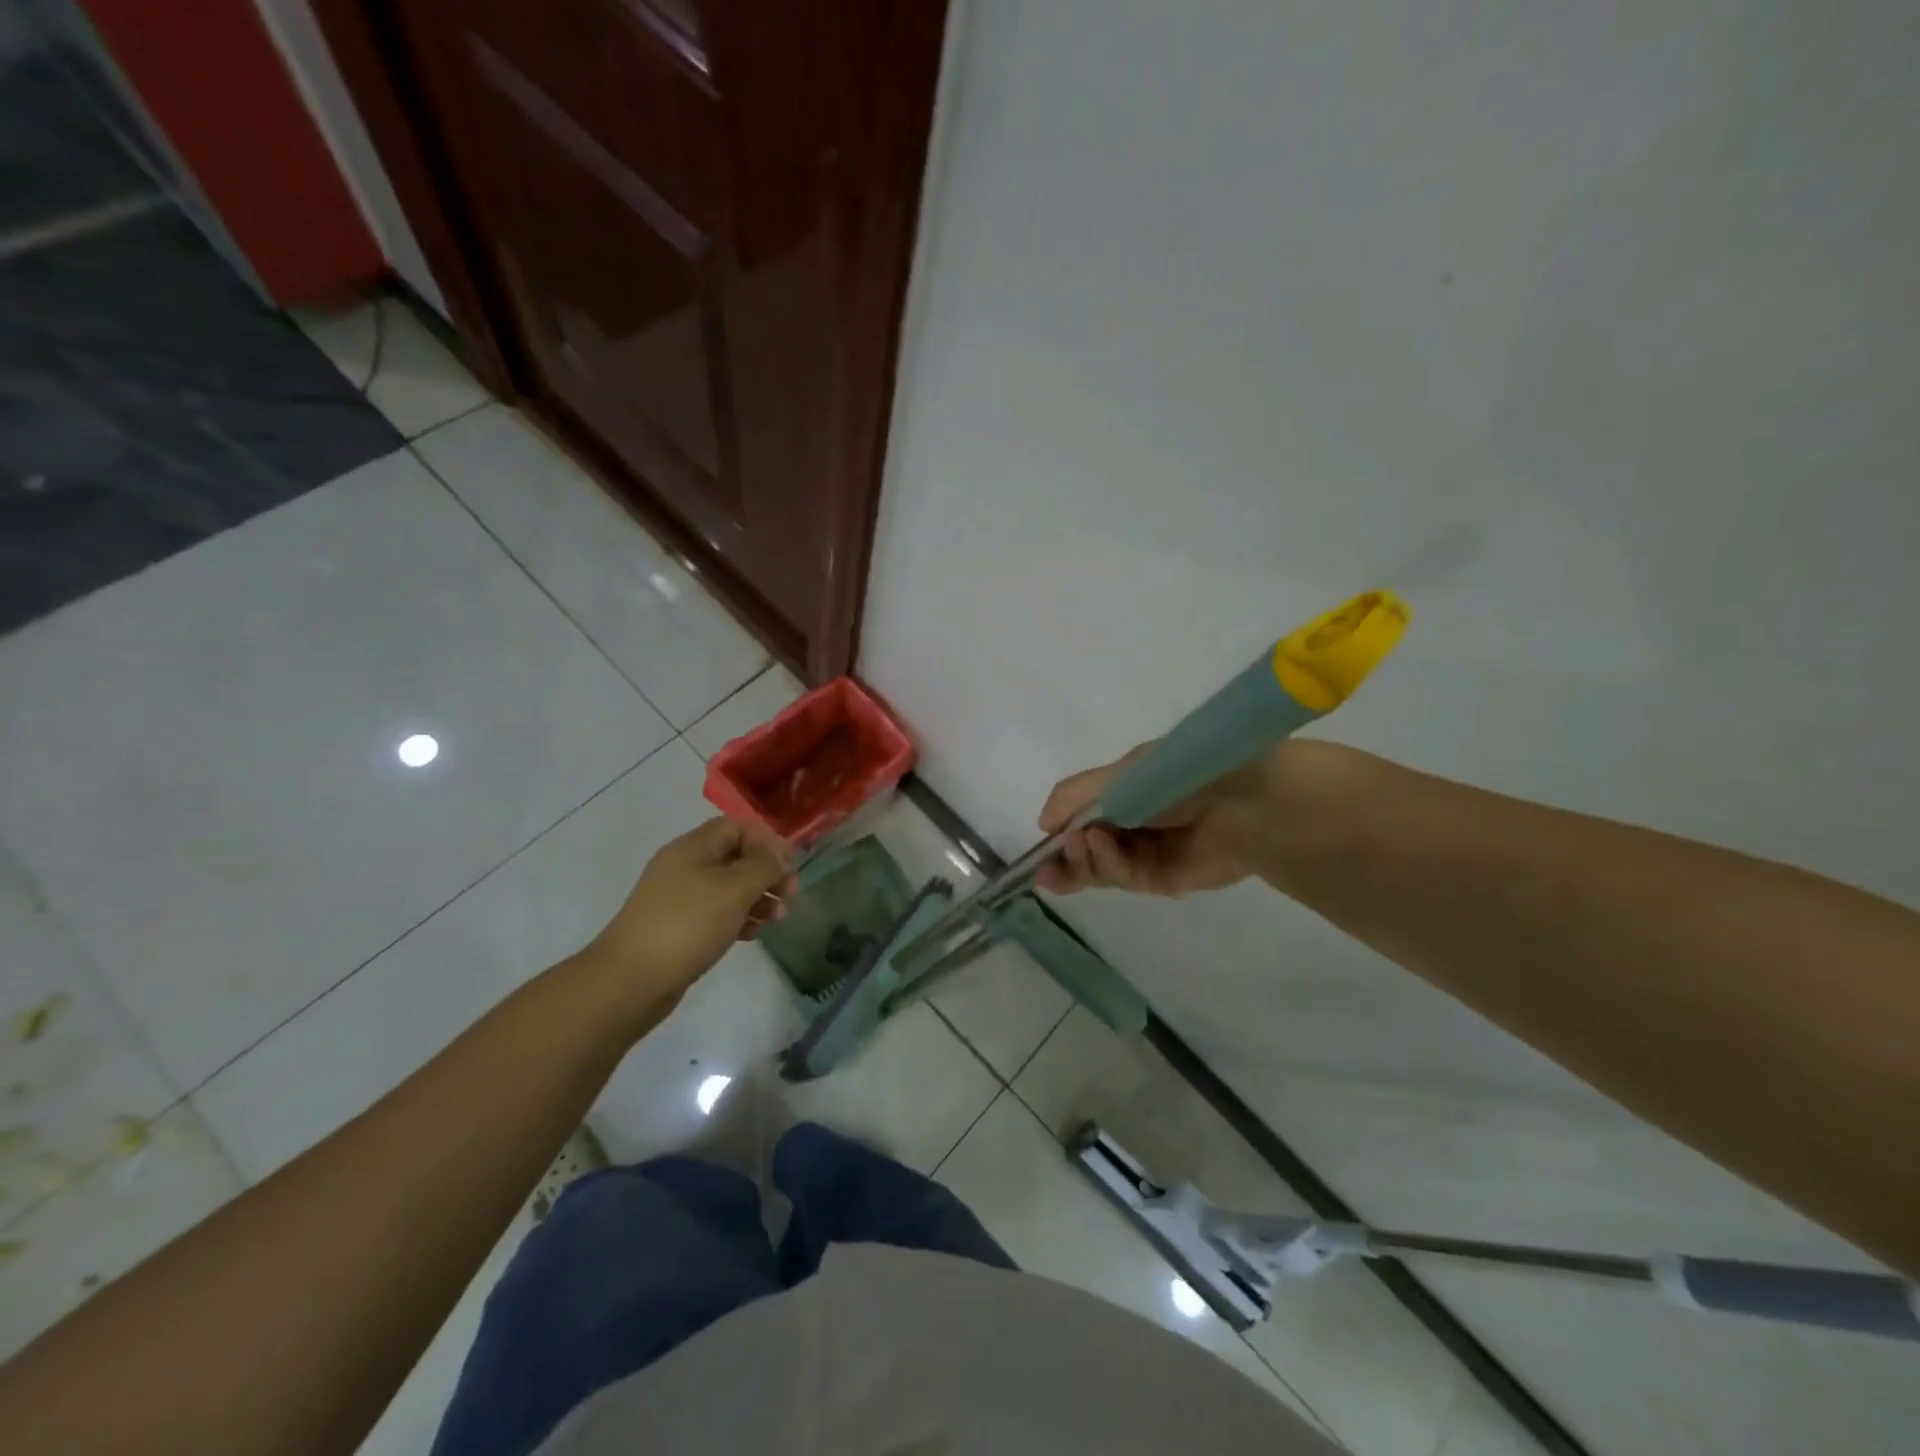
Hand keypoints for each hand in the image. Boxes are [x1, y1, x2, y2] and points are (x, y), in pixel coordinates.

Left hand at [586, 817, 797, 994]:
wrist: (631, 979)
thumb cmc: (688, 924)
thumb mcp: (734, 888)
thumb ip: (762, 865)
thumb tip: (776, 853)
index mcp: (693, 847)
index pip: (736, 827)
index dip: (766, 840)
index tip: (790, 863)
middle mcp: (684, 866)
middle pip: (734, 857)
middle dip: (766, 872)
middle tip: (791, 893)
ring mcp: (678, 898)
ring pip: (728, 887)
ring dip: (757, 897)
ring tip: (778, 918)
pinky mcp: (677, 927)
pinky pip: (715, 913)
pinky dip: (738, 918)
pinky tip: (753, 934)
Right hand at [1034, 744, 1262, 896]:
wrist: (1240, 802)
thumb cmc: (1176, 777)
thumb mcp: (1119, 776)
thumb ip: (1075, 796)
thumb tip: (1043, 823)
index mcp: (1124, 793)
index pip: (1082, 817)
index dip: (1060, 832)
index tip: (1041, 844)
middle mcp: (1134, 824)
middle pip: (1088, 850)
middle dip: (1065, 858)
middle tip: (1047, 865)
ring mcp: (1149, 854)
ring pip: (1102, 868)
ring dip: (1083, 861)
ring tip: (1077, 846)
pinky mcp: (1165, 880)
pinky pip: (1127, 879)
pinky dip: (1108, 866)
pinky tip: (1098, 847)